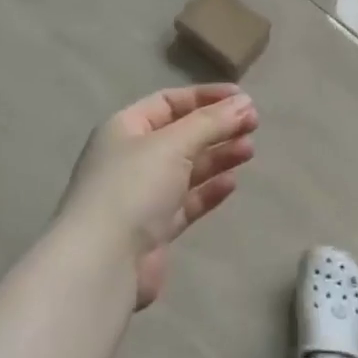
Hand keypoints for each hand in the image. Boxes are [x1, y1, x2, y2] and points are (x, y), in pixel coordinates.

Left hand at [59, 85, 258, 308]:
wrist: (104, 260)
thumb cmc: (133, 188)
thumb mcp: (172, 144)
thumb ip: (211, 122)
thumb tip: (245, 103)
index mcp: (124, 129)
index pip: (168, 102)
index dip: (205, 97)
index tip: (243, 98)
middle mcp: (131, 159)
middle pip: (180, 135)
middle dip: (216, 128)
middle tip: (254, 125)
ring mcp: (142, 195)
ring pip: (186, 169)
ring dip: (217, 157)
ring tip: (249, 150)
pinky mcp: (154, 228)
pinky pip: (186, 202)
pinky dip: (208, 191)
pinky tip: (232, 183)